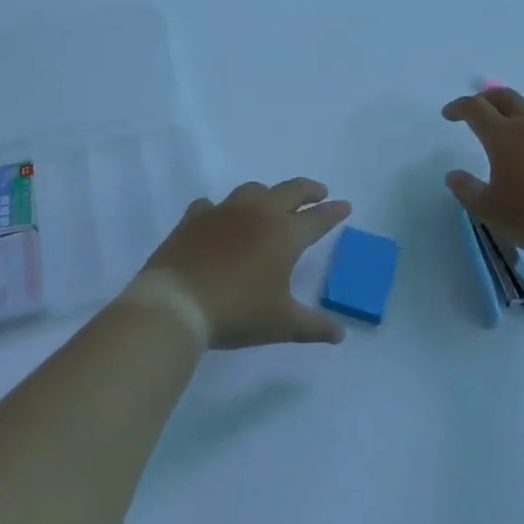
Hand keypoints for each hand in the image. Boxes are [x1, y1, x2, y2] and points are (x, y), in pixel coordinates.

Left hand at [136, 179, 351, 349]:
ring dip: (268, 193)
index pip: (318, 218)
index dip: (334, 212)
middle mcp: (258, 212)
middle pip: (290, 190)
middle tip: (319, 192)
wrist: (178, 301)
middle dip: (309, 190)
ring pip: (253, 190)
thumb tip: (340, 334)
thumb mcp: (282, 324)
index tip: (345, 205)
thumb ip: (314, 326)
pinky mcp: (196, 217)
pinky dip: (222, 210)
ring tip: (272, 202)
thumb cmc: (238, 311)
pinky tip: (220, 218)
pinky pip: (213, 204)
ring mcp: (224, 210)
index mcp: (284, 234)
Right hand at [442, 88, 523, 263]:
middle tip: (476, 110)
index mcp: (504, 135)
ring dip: (515, 109)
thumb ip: (466, 189)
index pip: (475, 108)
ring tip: (509, 124)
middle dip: (486, 99)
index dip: (458, 107)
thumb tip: (453, 175)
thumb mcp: (489, 210)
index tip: (448, 115)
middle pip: (505, 97)